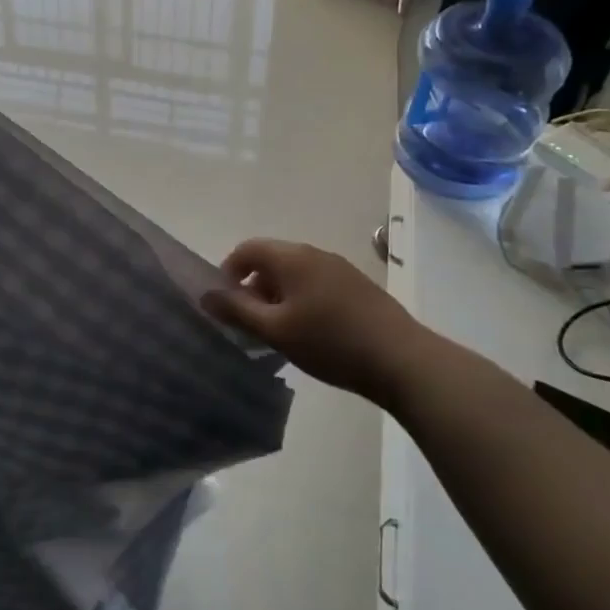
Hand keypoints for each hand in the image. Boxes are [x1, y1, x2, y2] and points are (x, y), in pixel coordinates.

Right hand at [201, 238, 432, 403]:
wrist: (403, 360)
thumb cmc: (330, 342)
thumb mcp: (275, 330)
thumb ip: (237, 310)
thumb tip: (206, 294)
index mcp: (291, 257)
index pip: (247, 249)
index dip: (228, 272)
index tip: (226, 304)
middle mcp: (314, 253)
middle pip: (271, 259)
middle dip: (253, 286)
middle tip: (251, 323)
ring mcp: (340, 268)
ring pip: (295, 273)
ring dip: (278, 295)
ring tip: (280, 331)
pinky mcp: (358, 286)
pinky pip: (316, 283)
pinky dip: (302, 299)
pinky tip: (311, 332)